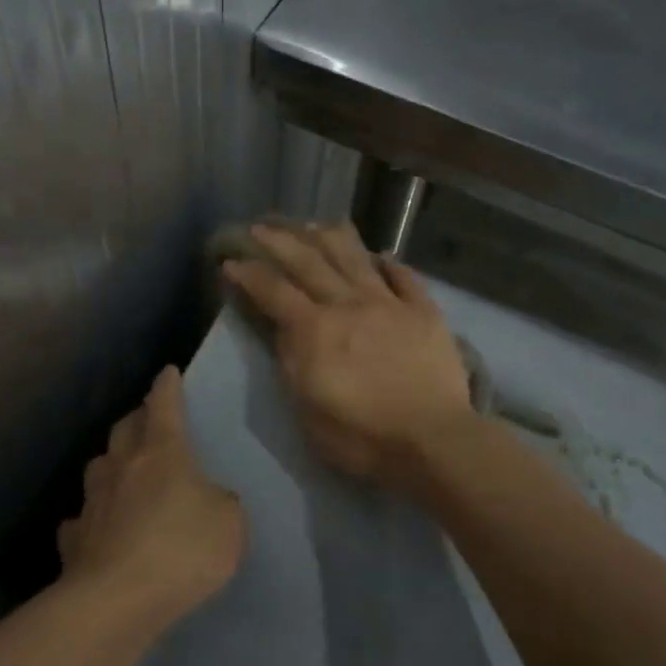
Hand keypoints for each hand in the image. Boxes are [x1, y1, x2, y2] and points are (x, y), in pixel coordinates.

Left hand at [60, 366, 245, 623]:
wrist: (116, 600)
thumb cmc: (181, 550)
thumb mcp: (229, 524)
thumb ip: (221, 503)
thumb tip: (208, 499)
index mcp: (162, 452)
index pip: (165, 406)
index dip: (167, 387)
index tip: (167, 372)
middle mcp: (123, 466)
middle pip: (125, 428)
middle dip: (137, 418)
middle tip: (148, 420)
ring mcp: (93, 501)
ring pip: (99, 466)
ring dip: (112, 462)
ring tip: (122, 470)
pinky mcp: (75, 538)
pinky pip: (82, 518)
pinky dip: (91, 516)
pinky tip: (97, 527)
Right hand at [222, 221, 475, 486]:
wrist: (433, 441)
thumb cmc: (362, 437)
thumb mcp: (307, 411)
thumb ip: (291, 364)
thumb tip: (283, 330)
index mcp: (314, 330)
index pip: (273, 291)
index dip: (249, 273)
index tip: (231, 260)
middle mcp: (348, 305)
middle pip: (309, 262)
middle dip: (280, 241)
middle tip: (262, 227)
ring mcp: (389, 304)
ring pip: (355, 258)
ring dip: (330, 237)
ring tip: (314, 225)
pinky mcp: (423, 312)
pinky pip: (404, 277)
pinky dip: (390, 263)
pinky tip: (381, 255)